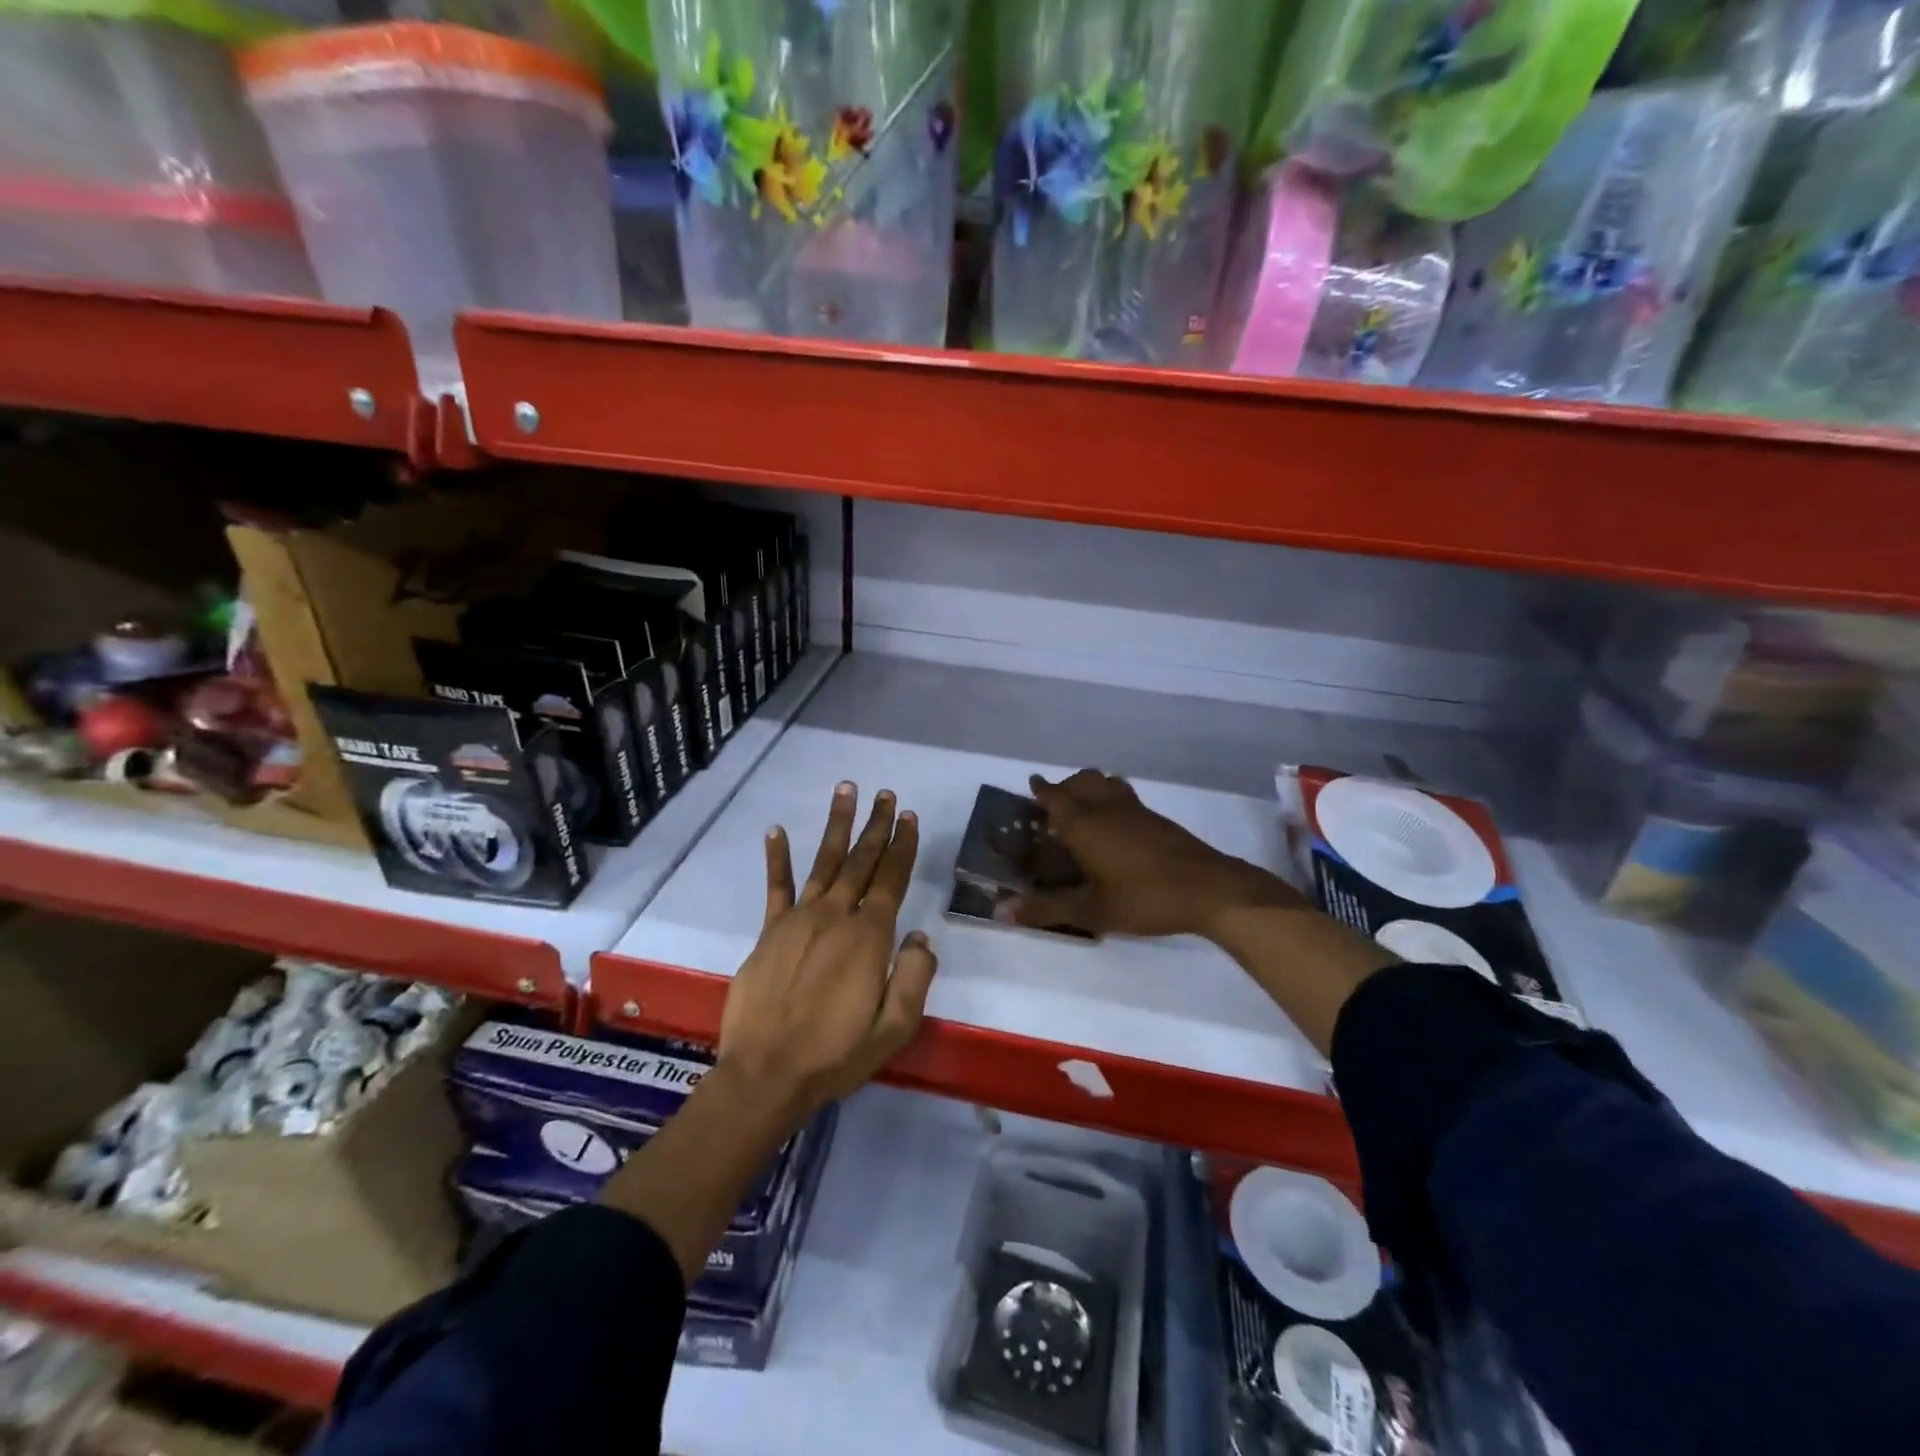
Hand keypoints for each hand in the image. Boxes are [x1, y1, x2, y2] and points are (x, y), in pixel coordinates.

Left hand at [718, 783, 937, 1115]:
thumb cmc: (836, 1055)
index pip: (892, 879)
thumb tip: (920, 936)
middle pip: (861, 861)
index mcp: (869, 937)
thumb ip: (915, 977)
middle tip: (884, 794)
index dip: (903, 846)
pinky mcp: (769, 932)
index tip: (909, 817)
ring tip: (845, 791)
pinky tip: (776, 830)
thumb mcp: (894, 1029)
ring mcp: (799, 919)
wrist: (766, 1074)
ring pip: (824, 861)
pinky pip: (776, 887)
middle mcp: (836, 916)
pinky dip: (776, 857)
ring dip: (837, 825)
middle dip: (876, 826)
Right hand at [1011, 769, 1300, 939]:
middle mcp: (1106, 808)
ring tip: (1083, 807)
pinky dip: (1110, 796)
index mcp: (1084, 825)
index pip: (1055, 797)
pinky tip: (1116, 823)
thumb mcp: (1091, 911)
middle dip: (1064, 786)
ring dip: (1090, 786)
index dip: (1041, 790)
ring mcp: (1135, 810)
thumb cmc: (1143, 898)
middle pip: (1081, 781)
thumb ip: (1047, 909)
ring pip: (1106, 783)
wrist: (1209, 889)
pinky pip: (1124, 795)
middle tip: (1054, 803)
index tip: (1032, 784)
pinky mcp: (1157, 819)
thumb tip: (1002, 911)